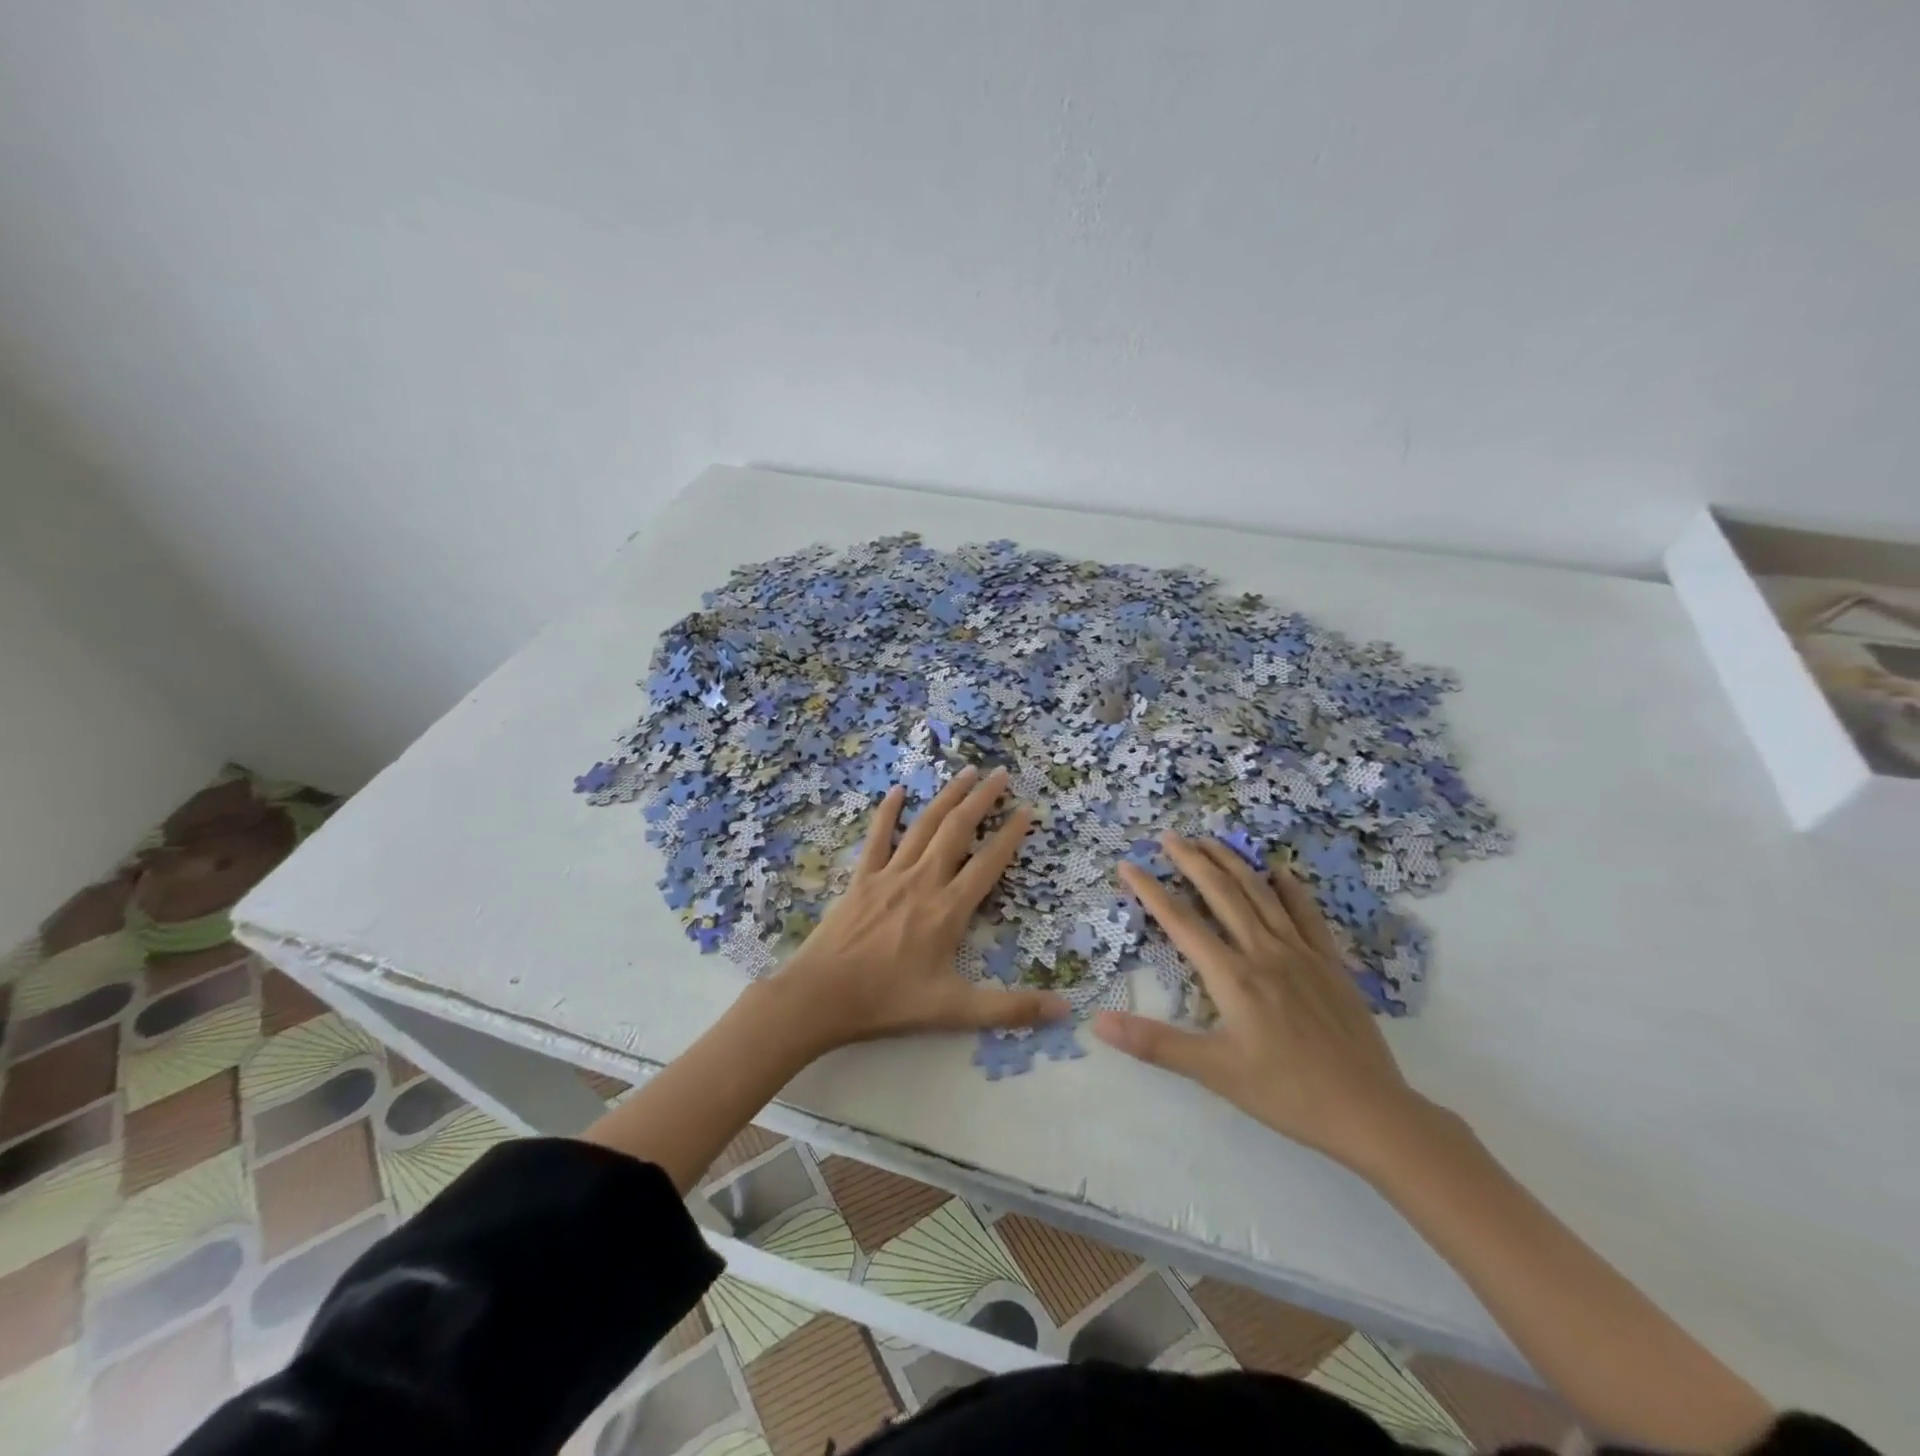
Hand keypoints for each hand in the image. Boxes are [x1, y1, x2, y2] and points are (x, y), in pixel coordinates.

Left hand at [778, 766, 1069, 1050]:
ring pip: (924, 824)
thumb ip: (1010, 1009)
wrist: (822, 996)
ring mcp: (890, 874)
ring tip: (966, 772)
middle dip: (982, 799)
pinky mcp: (862, 877)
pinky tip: (898, 790)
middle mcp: (923, 880)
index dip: (1011, 835)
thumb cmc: (889, 1001)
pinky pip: (878, 836)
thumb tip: (1064, 1010)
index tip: (1028, 810)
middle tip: (1001, 773)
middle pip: (958, 829)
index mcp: (948, 909)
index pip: (988, 862)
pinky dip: (888, 811)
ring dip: (947, 796)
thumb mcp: (954, 1010)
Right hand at [1093, 832, 1420, 1173]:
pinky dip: (1290, 888)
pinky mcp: (1330, 964)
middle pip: (1222, 893)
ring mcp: (1301, 954)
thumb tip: (1098, 1022)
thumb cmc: (1286, 1093)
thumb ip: (1154, 1043)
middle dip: (1192, 861)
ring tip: (1210, 840)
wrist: (1369, 1111)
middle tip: (1169, 836)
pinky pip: (1307, 914)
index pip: (1181, 922)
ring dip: (1233, 862)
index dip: (1150, 890)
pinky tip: (1279, 870)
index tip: (1127, 865)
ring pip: (1261, 894)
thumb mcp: (1214, 1072)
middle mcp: (1264, 952)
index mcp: (1233, 976)